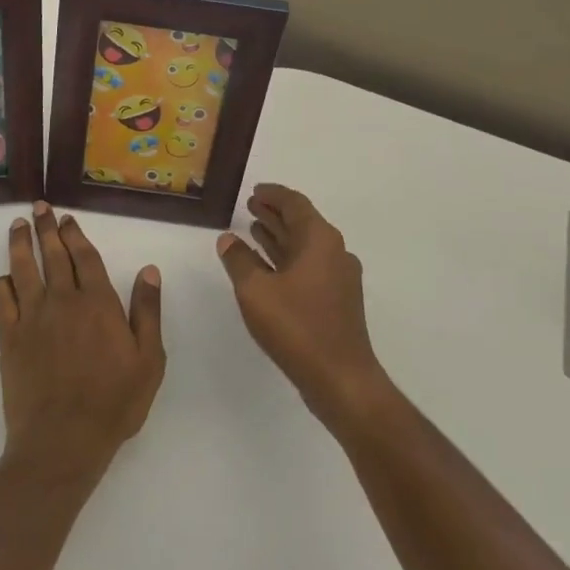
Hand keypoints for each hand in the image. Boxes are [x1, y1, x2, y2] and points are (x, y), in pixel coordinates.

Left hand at [0, 203, 165, 480]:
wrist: (63, 441)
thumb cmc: (114, 403)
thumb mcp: (149, 361)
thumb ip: (148, 312)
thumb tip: (149, 270)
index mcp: (98, 303)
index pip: (84, 257)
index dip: (76, 235)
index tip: (68, 219)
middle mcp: (63, 301)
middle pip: (53, 255)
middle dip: (46, 228)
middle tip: (40, 207)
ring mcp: (33, 317)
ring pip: (24, 269)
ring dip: (21, 244)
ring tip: (17, 225)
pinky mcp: (10, 338)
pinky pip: (1, 301)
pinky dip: (1, 284)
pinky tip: (5, 278)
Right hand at [216, 184, 389, 429]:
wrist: (341, 379)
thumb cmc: (297, 327)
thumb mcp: (256, 291)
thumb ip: (238, 260)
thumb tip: (228, 239)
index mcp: (320, 240)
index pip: (295, 203)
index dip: (273, 194)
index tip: (254, 190)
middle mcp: (334, 252)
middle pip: (302, 222)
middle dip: (275, 213)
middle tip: (249, 206)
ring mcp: (339, 277)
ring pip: (305, 246)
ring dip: (279, 236)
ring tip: (253, 230)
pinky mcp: (337, 300)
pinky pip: (308, 266)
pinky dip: (286, 259)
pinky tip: (266, 266)